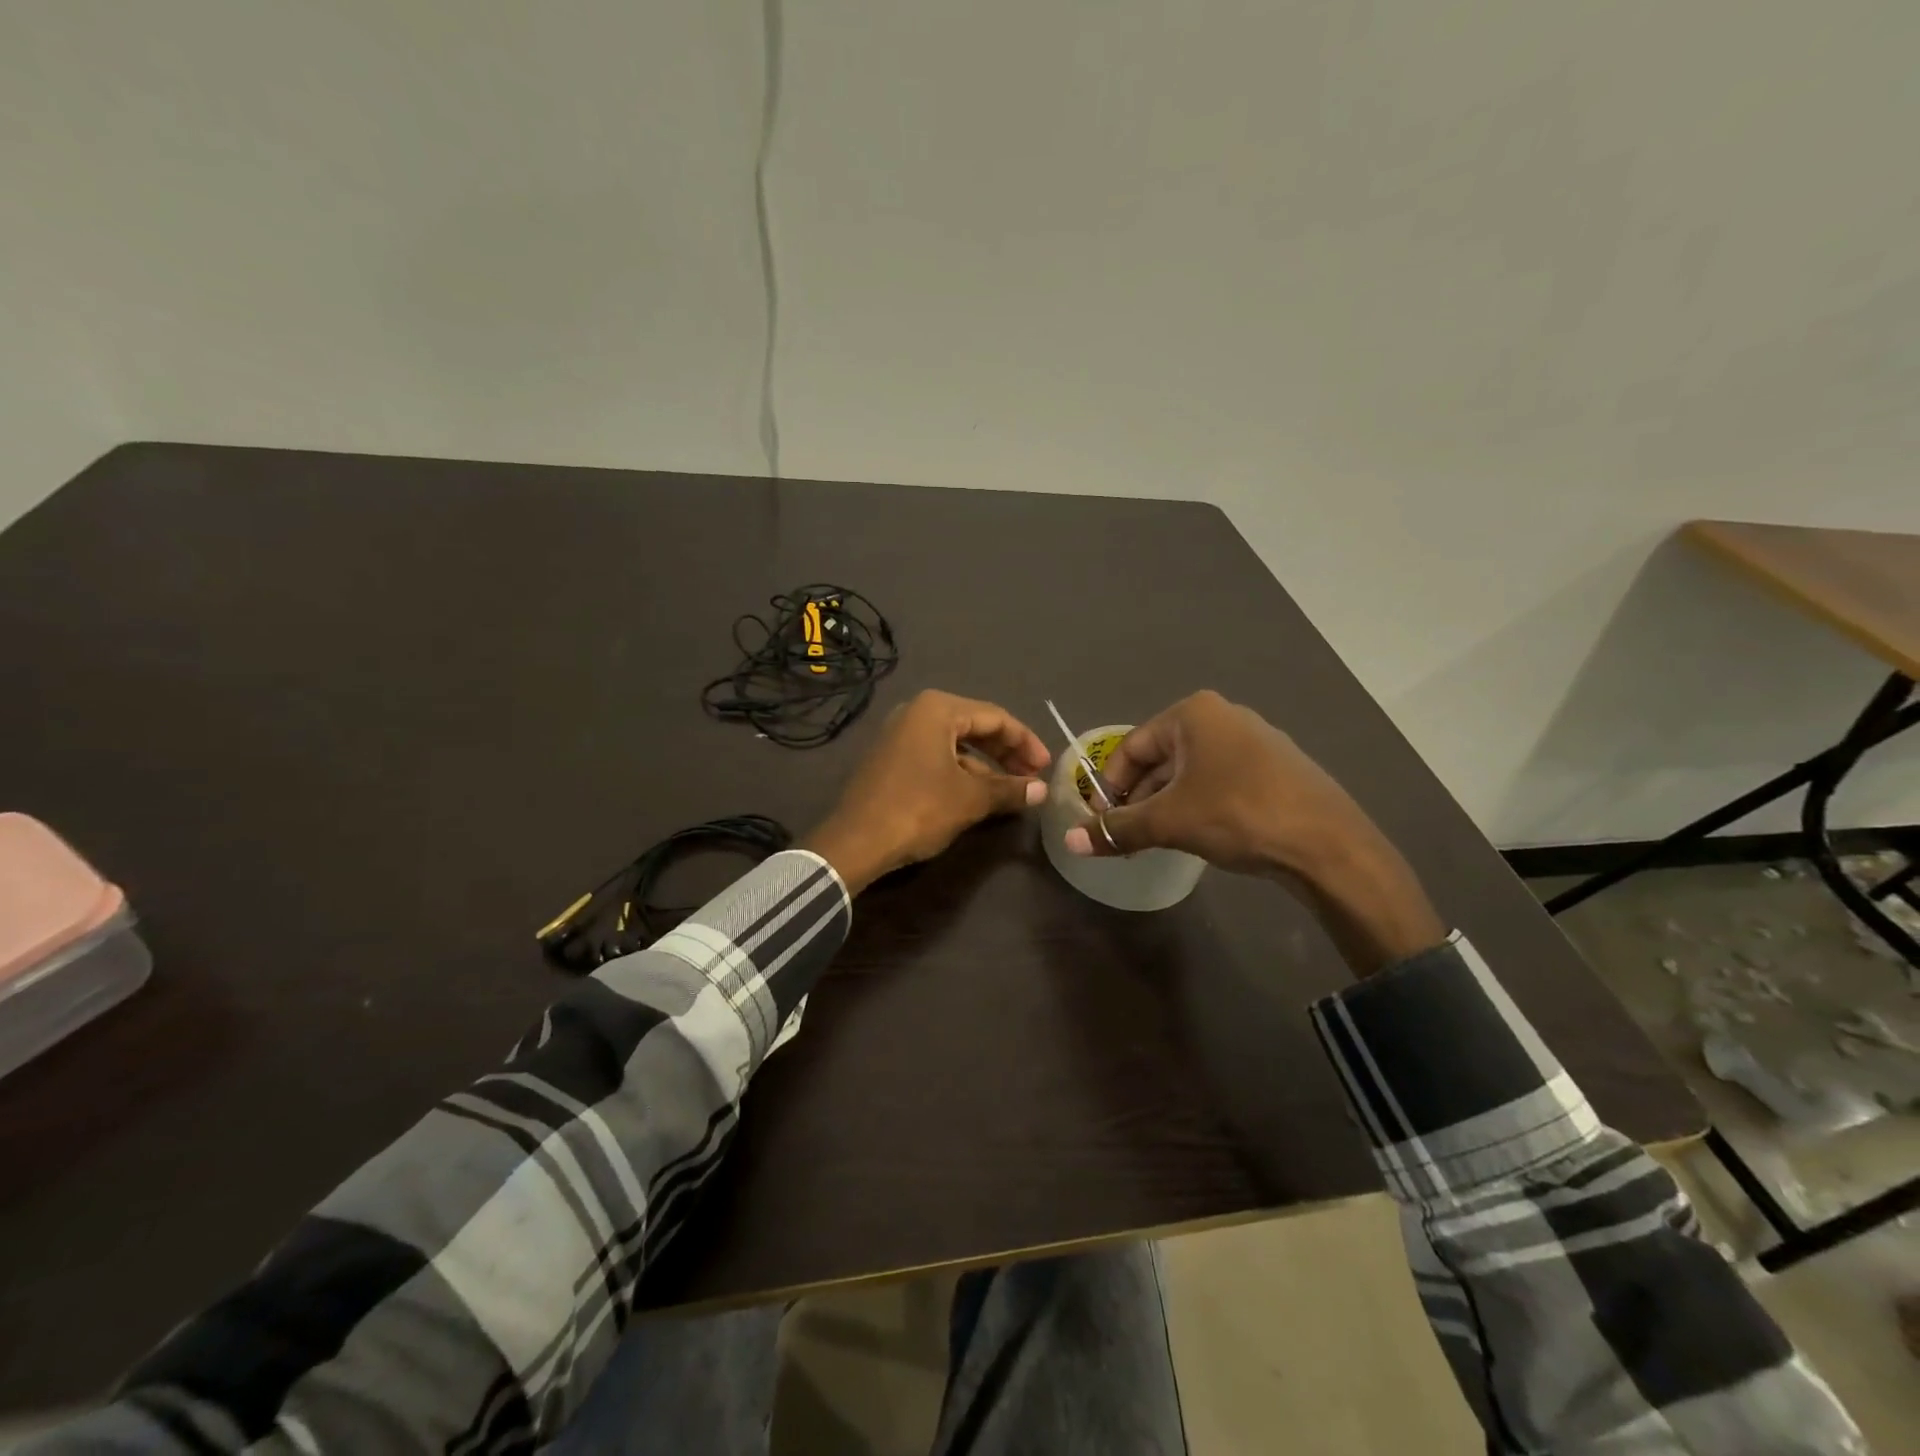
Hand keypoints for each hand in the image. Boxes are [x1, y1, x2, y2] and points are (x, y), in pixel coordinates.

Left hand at [804, 690, 1050, 893]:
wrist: (855, 842)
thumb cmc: (918, 809)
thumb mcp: (970, 799)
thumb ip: (1008, 789)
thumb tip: (1041, 791)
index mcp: (937, 709)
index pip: (995, 717)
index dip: (1025, 742)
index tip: (1046, 767)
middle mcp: (917, 712)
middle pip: (975, 726)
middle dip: (1006, 753)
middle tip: (1032, 777)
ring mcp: (900, 734)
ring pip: (956, 743)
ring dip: (986, 765)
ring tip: (1011, 790)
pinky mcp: (891, 758)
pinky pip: (936, 755)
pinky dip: (961, 771)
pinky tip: (978, 795)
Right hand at [1063, 690, 1444, 972]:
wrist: (1328, 844)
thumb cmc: (1238, 815)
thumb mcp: (1169, 822)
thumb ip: (1118, 828)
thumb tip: (1071, 841)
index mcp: (1193, 714)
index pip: (1131, 748)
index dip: (1110, 786)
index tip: (1101, 821)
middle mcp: (1223, 716)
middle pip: (1161, 759)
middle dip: (1139, 798)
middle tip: (1126, 835)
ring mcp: (1254, 740)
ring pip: (1190, 772)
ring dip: (1167, 804)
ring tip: (1157, 840)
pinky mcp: (1275, 767)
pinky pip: (1220, 781)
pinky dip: (1199, 804)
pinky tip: (1199, 835)